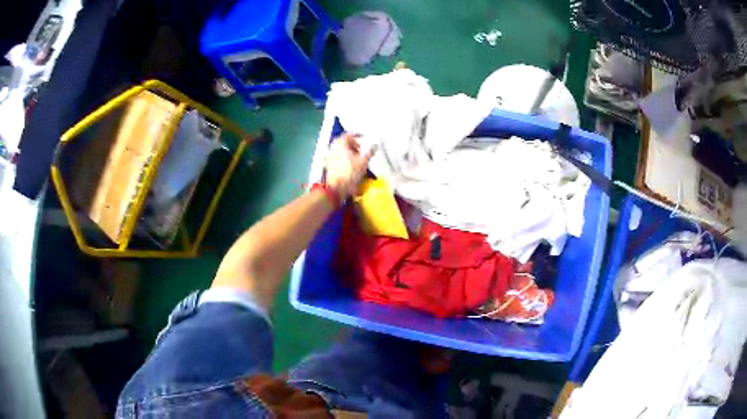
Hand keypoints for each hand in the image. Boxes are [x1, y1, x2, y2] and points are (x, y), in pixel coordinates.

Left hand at [325, 133, 372, 198]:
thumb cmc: (350, 173)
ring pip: (341, 150)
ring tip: (359, 157)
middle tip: (363, 149)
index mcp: (340, 143)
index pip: (349, 134)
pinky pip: (338, 157)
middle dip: (354, 144)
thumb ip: (369, 152)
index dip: (357, 136)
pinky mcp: (329, 165)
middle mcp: (333, 148)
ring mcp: (329, 156)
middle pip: (344, 142)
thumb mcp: (363, 162)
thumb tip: (375, 146)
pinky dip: (345, 158)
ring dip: (350, 151)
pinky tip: (352, 165)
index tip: (365, 139)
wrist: (337, 188)